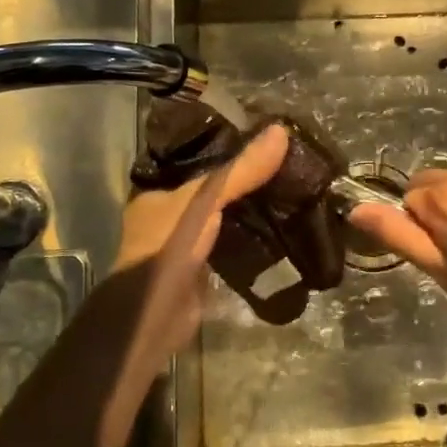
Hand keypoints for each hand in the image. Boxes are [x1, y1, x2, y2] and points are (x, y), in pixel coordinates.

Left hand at [77, 125, 288, 446]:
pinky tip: (281, 229)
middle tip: (285, 166)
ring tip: (290, 192)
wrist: (156, 315)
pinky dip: (251, 237)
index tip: (263, 141)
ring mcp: (185, 245)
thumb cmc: (170, 246)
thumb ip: (241, 171)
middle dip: (244, 181)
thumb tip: (281, 131)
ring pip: (223, 218)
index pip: (196, 161)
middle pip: (213, 190)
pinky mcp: (202, 269)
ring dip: (250, 209)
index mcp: (158, 193)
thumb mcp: (207, 199)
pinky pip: (230, 245)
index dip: (227, 150)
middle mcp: (168, 216)